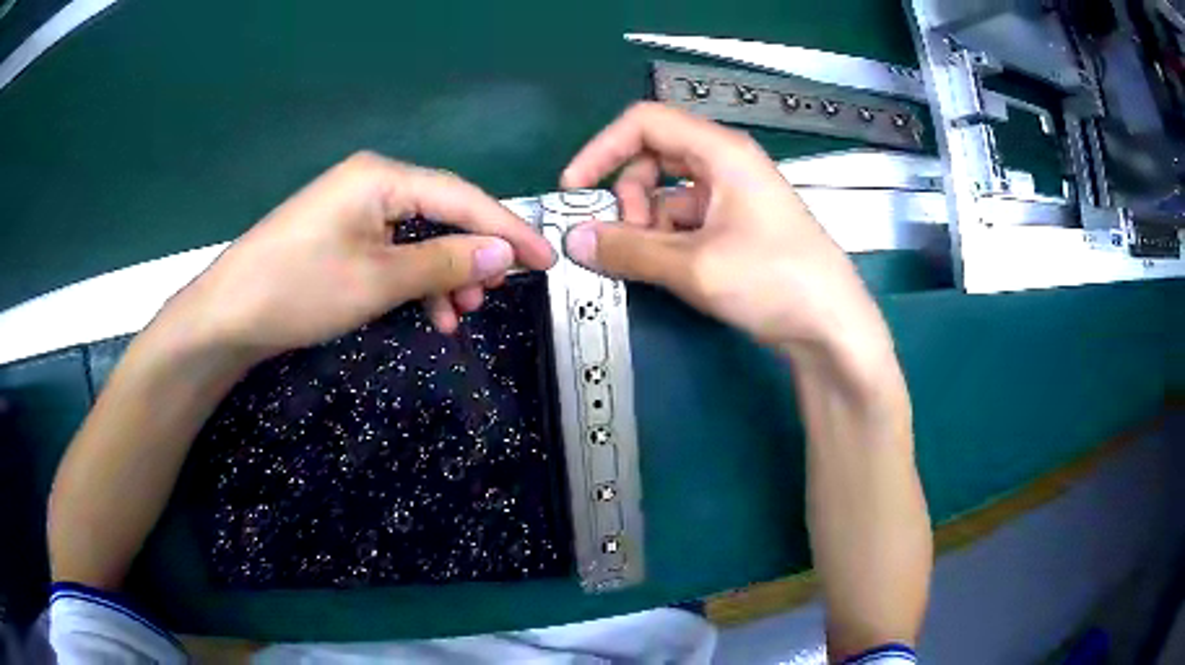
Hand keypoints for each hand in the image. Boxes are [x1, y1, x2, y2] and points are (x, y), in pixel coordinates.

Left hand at [166, 152, 554, 358]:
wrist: (228, 316)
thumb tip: (503, 254)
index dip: (507, 230)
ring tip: (458, 313)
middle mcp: (372, 183)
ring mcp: (355, 210)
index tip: (544, 260)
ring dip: (444, 273)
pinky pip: (394, 251)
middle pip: (442, 213)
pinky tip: (427, 311)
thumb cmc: (298, 290)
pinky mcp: (342, 236)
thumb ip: (445, 262)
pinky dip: (414, 280)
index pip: (462, 197)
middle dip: (472, 255)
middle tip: (494, 295)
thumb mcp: (377, 279)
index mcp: (382, 177)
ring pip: (419, 237)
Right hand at [561, 103, 888, 364]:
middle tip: (624, 238)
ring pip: (667, 193)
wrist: (831, 327)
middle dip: (628, 195)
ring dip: (647, 224)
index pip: (645, 123)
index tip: (575, 188)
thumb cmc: (774, 280)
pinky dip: (667, 240)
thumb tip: (575, 241)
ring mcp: (732, 196)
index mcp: (721, 152)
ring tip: (652, 263)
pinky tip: (671, 270)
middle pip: (653, 157)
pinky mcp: (735, 225)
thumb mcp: (694, 266)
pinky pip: (685, 219)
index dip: (602, 149)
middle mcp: (725, 164)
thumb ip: (628, 250)